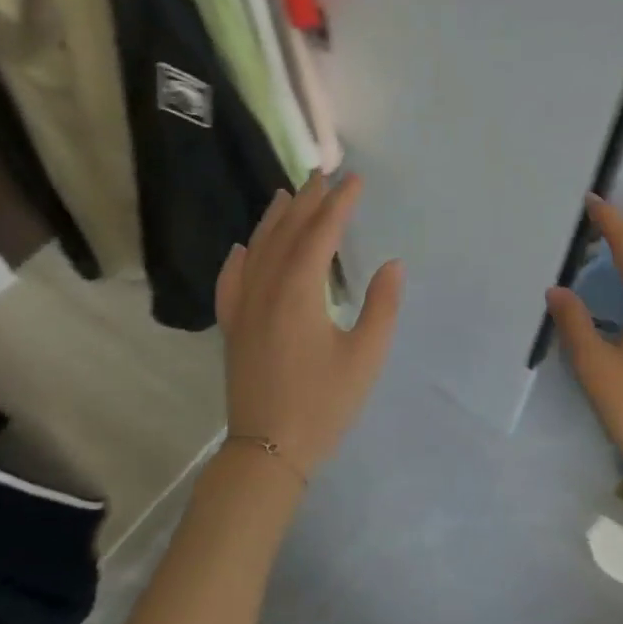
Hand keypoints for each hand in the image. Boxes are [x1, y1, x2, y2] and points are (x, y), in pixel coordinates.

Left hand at [215, 175, 403, 478]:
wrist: (268, 449)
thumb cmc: (323, 404)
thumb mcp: (365, 357)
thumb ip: (381, 307)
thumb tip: (390, 265)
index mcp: (299, 293)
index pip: (320, 235)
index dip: (339, 204)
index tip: (355, 180)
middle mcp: (265, 290)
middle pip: (286, 234)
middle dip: (307, 201)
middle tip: (323, 173)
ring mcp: (243, 308)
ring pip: (257, 250)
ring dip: (274, 220)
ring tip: (288, 194)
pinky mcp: (233, 328)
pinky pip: (231, 281)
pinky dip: (240, 258)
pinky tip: (243, 247)